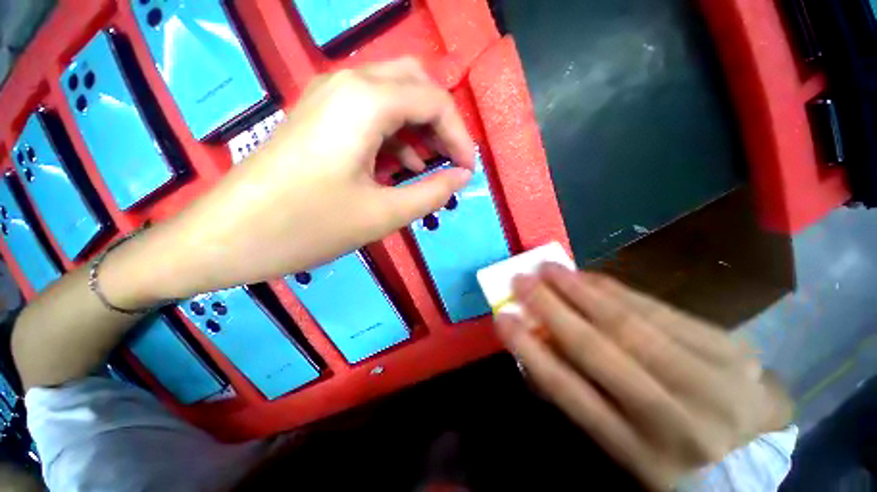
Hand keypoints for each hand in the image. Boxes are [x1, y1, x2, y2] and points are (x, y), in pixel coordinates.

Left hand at [104, 58, 475, 305]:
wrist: (227, 236)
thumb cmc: (307, 226)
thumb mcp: (382, 214)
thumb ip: (430, 193)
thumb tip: (460, 178)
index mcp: (366, 101)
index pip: (435, 101)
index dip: (460, 136)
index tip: (467, 170)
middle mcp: (347, 84)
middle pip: (415, 85)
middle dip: (442, 123)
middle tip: (451, 162)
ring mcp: (327, 98)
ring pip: (392, 97)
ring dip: (419, 129)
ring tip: (429, 168)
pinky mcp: (317, 117)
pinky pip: (370, 114)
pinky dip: (394, 136)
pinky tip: (398, 167)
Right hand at [494, 265, 793, 490]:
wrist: (753, 449)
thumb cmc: (671, 450)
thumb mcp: (621, 442)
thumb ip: (579, 394)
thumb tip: (537, 345)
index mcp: (641, 454)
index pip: (571, 393)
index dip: (531, 351)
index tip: (503, 318)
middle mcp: (678, 422)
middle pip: (600, 352)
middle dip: (551, 309)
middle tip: (521, 279)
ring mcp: (714, 383)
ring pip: (632, 324)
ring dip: (582, 291)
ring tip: (551, 269)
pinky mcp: (732, 350)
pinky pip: (661, 310)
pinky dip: (618, 290)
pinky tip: (590, 276)